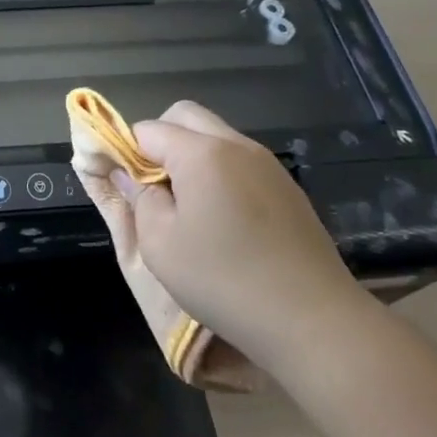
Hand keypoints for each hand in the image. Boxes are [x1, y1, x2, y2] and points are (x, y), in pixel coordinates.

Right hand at [117, 102, 364, 372]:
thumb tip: (129, 175)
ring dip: (191, 156)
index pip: (148, 129)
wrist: (312, 319)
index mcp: (201, 153)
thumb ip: (139, 198)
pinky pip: (240, 161)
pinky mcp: (287, 187)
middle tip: (154, 187)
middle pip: (185, 117)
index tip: (124, 184)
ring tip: (187, 206)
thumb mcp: (160, 244)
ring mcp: (267, 164)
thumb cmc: (223, 280)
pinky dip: (220, 173)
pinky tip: (223, 220)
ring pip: (215, 137)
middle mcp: (236, 145)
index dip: (127, 151)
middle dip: (160, 140)